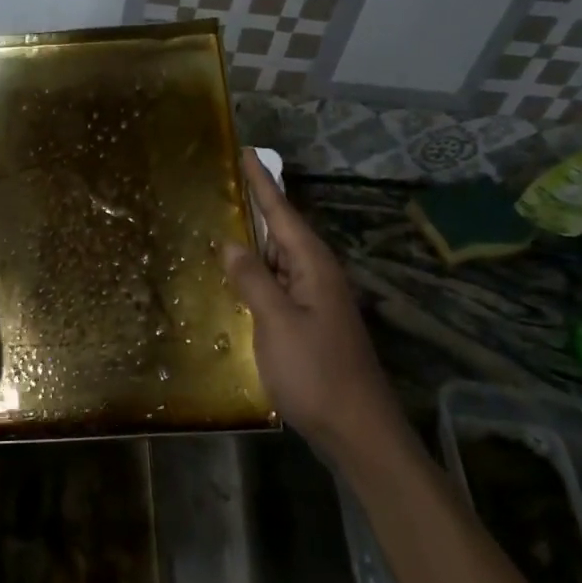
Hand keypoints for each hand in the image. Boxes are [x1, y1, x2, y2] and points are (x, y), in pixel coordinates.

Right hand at [224, 150, 402, 455]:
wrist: (358, 430)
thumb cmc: (316, 373)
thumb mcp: (277, 323)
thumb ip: (252, 279)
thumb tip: (229, 242)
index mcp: (313, 266)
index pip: (282, 212)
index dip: (262, 182)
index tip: (247, 151)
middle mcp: (317, 275)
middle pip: (282, 232)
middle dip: (256, 207)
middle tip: (224, 183)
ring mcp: (316, 301)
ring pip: (279, 259)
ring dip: (254, 241)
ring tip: (223, 221)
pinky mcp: (310, 324)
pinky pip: (279, 285)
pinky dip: (257, 273)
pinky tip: (238, 276)